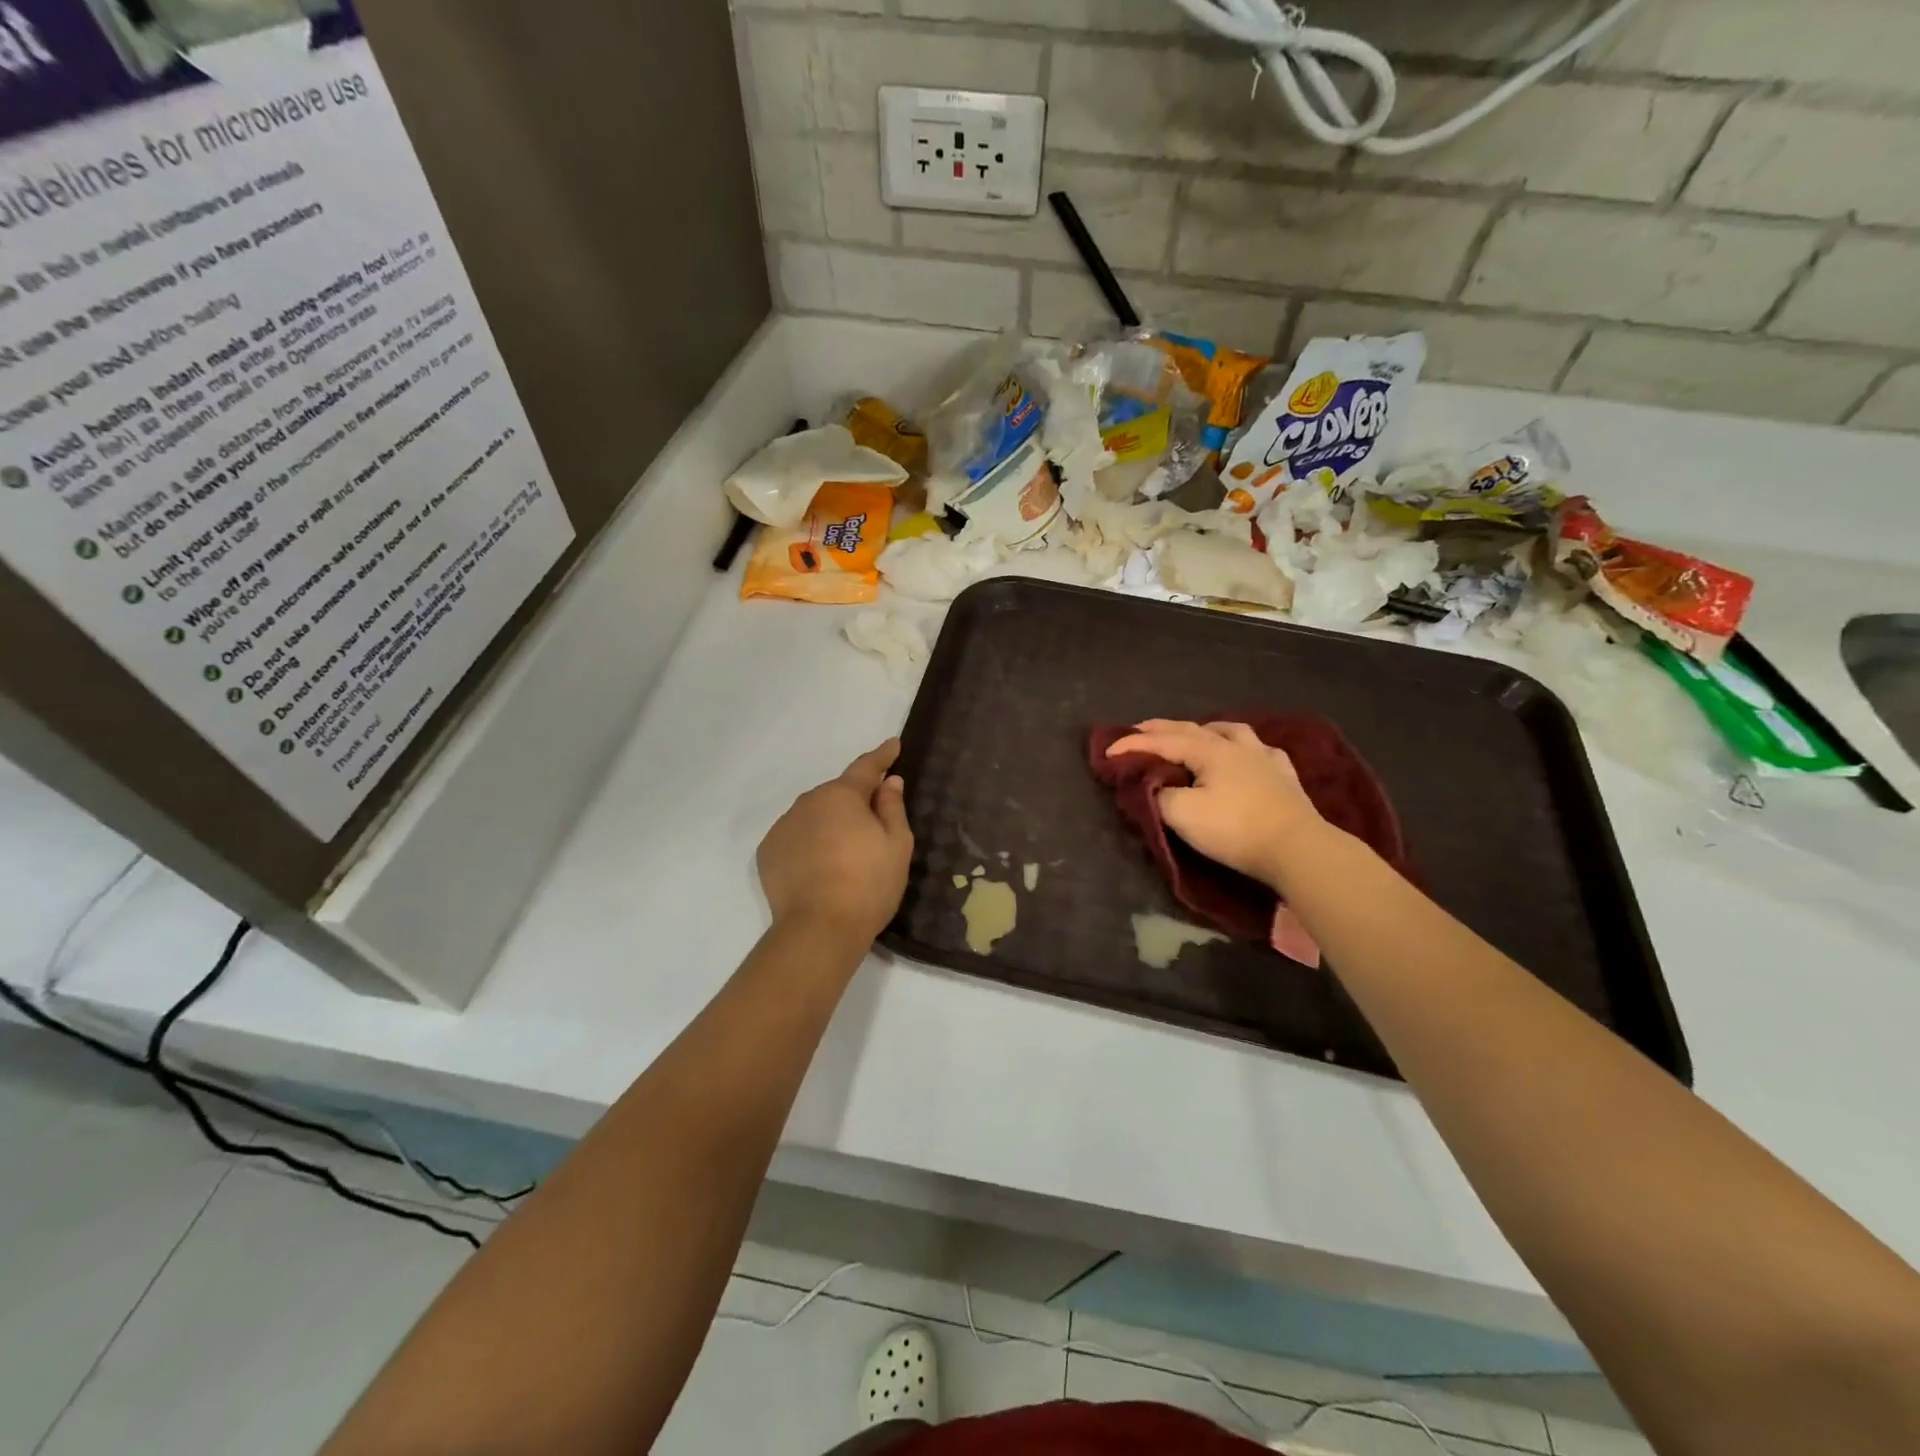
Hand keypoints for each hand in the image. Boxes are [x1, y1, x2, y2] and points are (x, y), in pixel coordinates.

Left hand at [758, 740, 913, 945]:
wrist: (819, 929)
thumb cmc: (868, 884)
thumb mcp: (897, 845)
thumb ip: (892, 807)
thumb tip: (889, 782)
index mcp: (842, 795)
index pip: (866, 767)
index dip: (882, 756)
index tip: (893, 745)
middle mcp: (808, 802)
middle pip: (838, 794)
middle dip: (855, 802)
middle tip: (874, 824)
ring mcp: (784, 827)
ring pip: (814, 816)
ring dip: (830, 824)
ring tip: (845, 855)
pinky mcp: (768, 853)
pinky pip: (796, 838)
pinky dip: (809, 844)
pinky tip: (820, 868)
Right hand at [1105, 720, 1325, 888]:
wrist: (1298, 849)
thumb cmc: (1235, 830)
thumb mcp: (1183, 815)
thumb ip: (1160, 795)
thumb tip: (1155, 787)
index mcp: (1209, 750)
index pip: (1162, 741)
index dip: (1132, 745)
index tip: (1107, 752)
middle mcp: (1235, 745)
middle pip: (1192, 728)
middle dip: (1161, 729)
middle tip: (1139, 730)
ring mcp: (1264, 757)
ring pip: (1230, 731)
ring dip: (1204, 730)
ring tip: (1194, 734)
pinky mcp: (1285, 776)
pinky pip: (1258, 750)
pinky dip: (1241, 747)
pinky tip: (1245, 754)